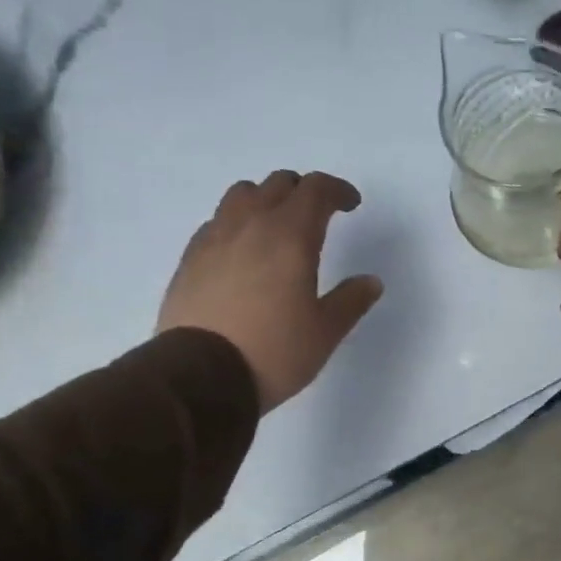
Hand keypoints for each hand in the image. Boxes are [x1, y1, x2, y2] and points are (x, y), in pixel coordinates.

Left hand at [158, 170, 382, 411]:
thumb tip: (371, 281)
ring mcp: (214, 238)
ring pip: (241, 195)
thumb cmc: (274, 352)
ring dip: (265, 200)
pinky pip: (217, 222)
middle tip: (317, 215)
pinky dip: (236, 224)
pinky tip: (242, 252)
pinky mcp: (190, 258)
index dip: (337, 190)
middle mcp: (250, 225)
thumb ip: (351, 301)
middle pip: (278, 184)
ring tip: (276, 227)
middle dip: (303, 191)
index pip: (316, 189)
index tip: (351, 204)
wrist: (200, 376)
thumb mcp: (325, 332)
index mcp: (291, 236)